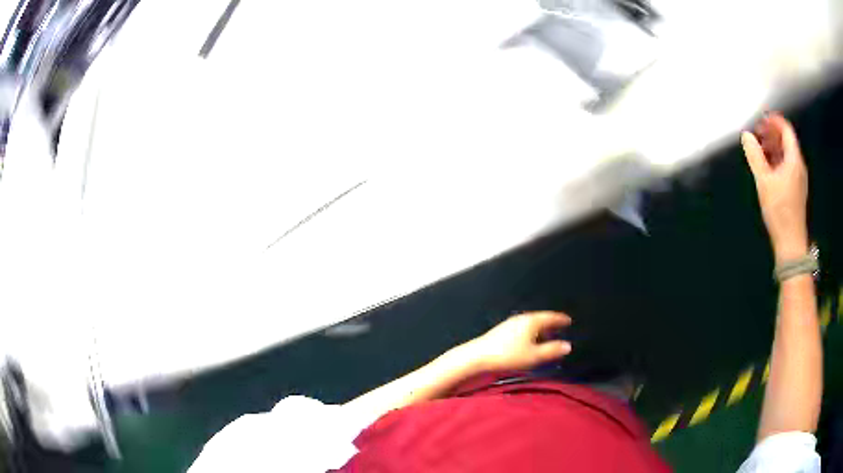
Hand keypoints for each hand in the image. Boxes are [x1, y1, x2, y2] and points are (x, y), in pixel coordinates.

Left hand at [463, 311, 571, 372]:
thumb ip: (552, 350)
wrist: (477, 357)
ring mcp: (510, 324)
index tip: (568, 320)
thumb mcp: (534, 356)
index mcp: (531, 321)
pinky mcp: (501, 331)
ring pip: (530, 324)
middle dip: (551, 324)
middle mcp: (521, 319)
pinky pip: (522, 329)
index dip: (560, 319)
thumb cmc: (508, 356)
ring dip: (540, 330)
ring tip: (547, 337)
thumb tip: (568, 345)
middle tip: (560, 329)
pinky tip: (529, 342)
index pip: (550, 317)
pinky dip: (531, 333)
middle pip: (540, 319)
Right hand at [741, 113, 808, 262]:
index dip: (774, 121)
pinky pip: (788, 165)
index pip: (786, 130)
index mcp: (794, 160)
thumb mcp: (764, 182)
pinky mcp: (797, 189)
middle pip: (787, 140)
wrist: (791, 243)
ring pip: (787, 154)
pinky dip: (778, 160)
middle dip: (772, 133)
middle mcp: (799, 165)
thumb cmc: (779, 211)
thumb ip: (755, 156)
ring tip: (760, 151)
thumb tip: (746, 136)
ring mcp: (799, 178)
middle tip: (757, 135)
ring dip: (774, 147)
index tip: (761, 120)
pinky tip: (768, 168)